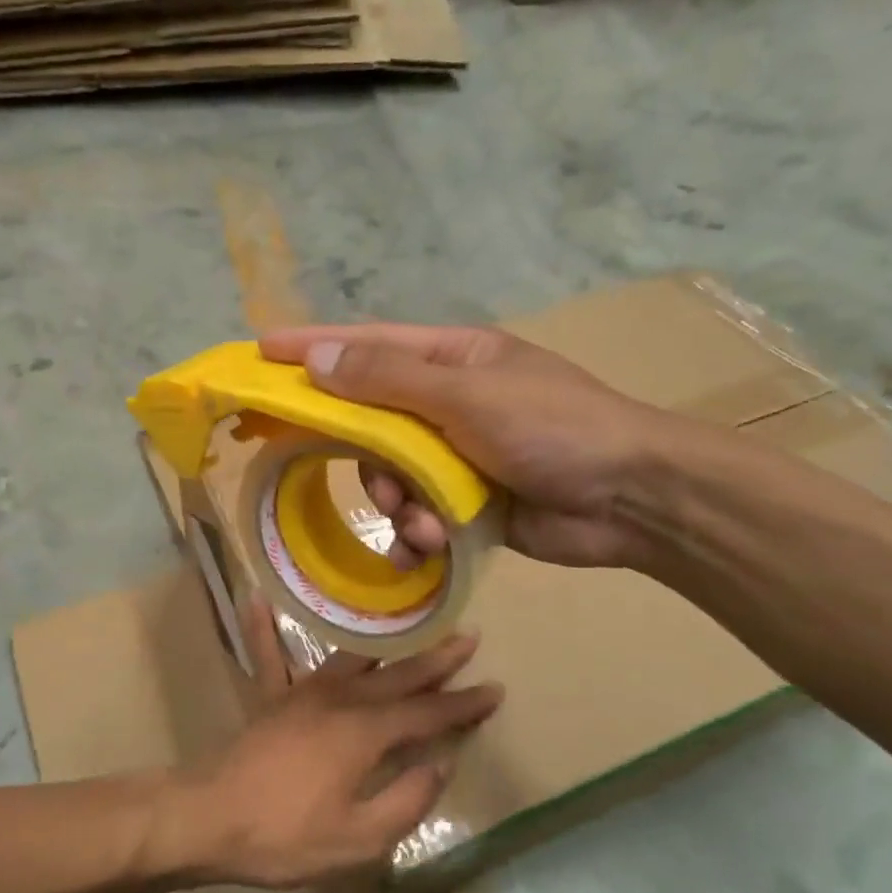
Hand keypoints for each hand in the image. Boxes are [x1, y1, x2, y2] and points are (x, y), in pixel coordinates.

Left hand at [173, 599, 501, 887]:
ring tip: (408, 618)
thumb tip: (439, 765)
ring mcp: (301, 692)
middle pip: (398, 675)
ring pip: (352, 657)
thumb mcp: (358, 840)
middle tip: (469, 635)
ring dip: (385, 640)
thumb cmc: (286, 836)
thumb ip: (405, 801)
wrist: (209, 819)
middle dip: (437, 659)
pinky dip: (262, 628)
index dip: (463, 704)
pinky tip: (254, 596)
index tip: (495, 689)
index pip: (427, 714)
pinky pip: (267, 655)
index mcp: (364, 732)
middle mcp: (339, 699)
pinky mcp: (269, 698)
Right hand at [259, 323, 679, 568]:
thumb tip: (319, 358)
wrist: (631, 498)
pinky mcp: (468, 504)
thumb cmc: (553, 428)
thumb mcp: (466, 395)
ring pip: (391, 478)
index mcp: (450, 360)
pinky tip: (432, 546)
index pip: (366, 345)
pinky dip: (418, 533)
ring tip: (427, 524)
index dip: (313, 347)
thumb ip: (389, 379)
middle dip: (368, 459)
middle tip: (378, 481)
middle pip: (371, 423)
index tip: (260, 352)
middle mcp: (447, 403)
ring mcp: (457, 456)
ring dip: (399, 505)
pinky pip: (418, 515)